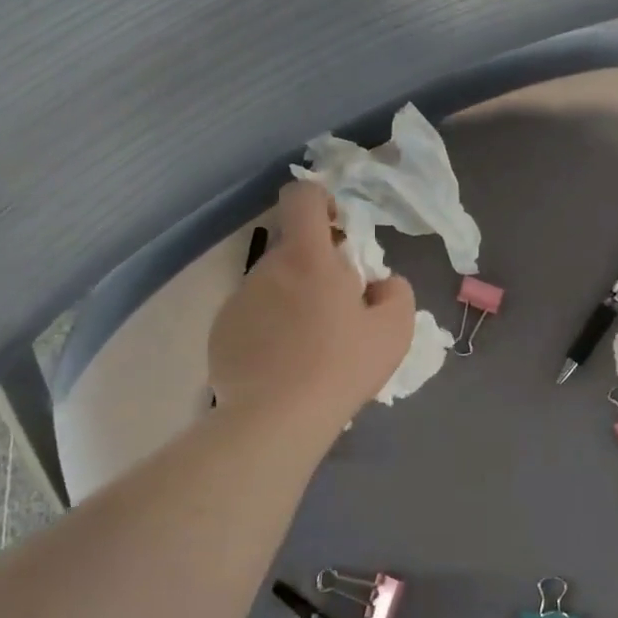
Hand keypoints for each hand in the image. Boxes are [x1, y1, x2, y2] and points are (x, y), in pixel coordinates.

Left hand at [208, 181, 415, 433]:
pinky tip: (284, 367)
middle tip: (340, 313)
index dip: (321, 200)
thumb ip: (395, 292)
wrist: (278, 419)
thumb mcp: (395, 330)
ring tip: (312, 349)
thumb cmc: (342, 367)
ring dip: (294, 302)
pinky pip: (253, 317)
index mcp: (309, 258)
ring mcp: (238, 301)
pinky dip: (270, 331)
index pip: (303, 198)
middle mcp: (266, 269)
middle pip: (294, 251)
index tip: (339, 229)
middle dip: (318, 270)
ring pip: (274, 287)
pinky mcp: (221, 332)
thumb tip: (379, 283)